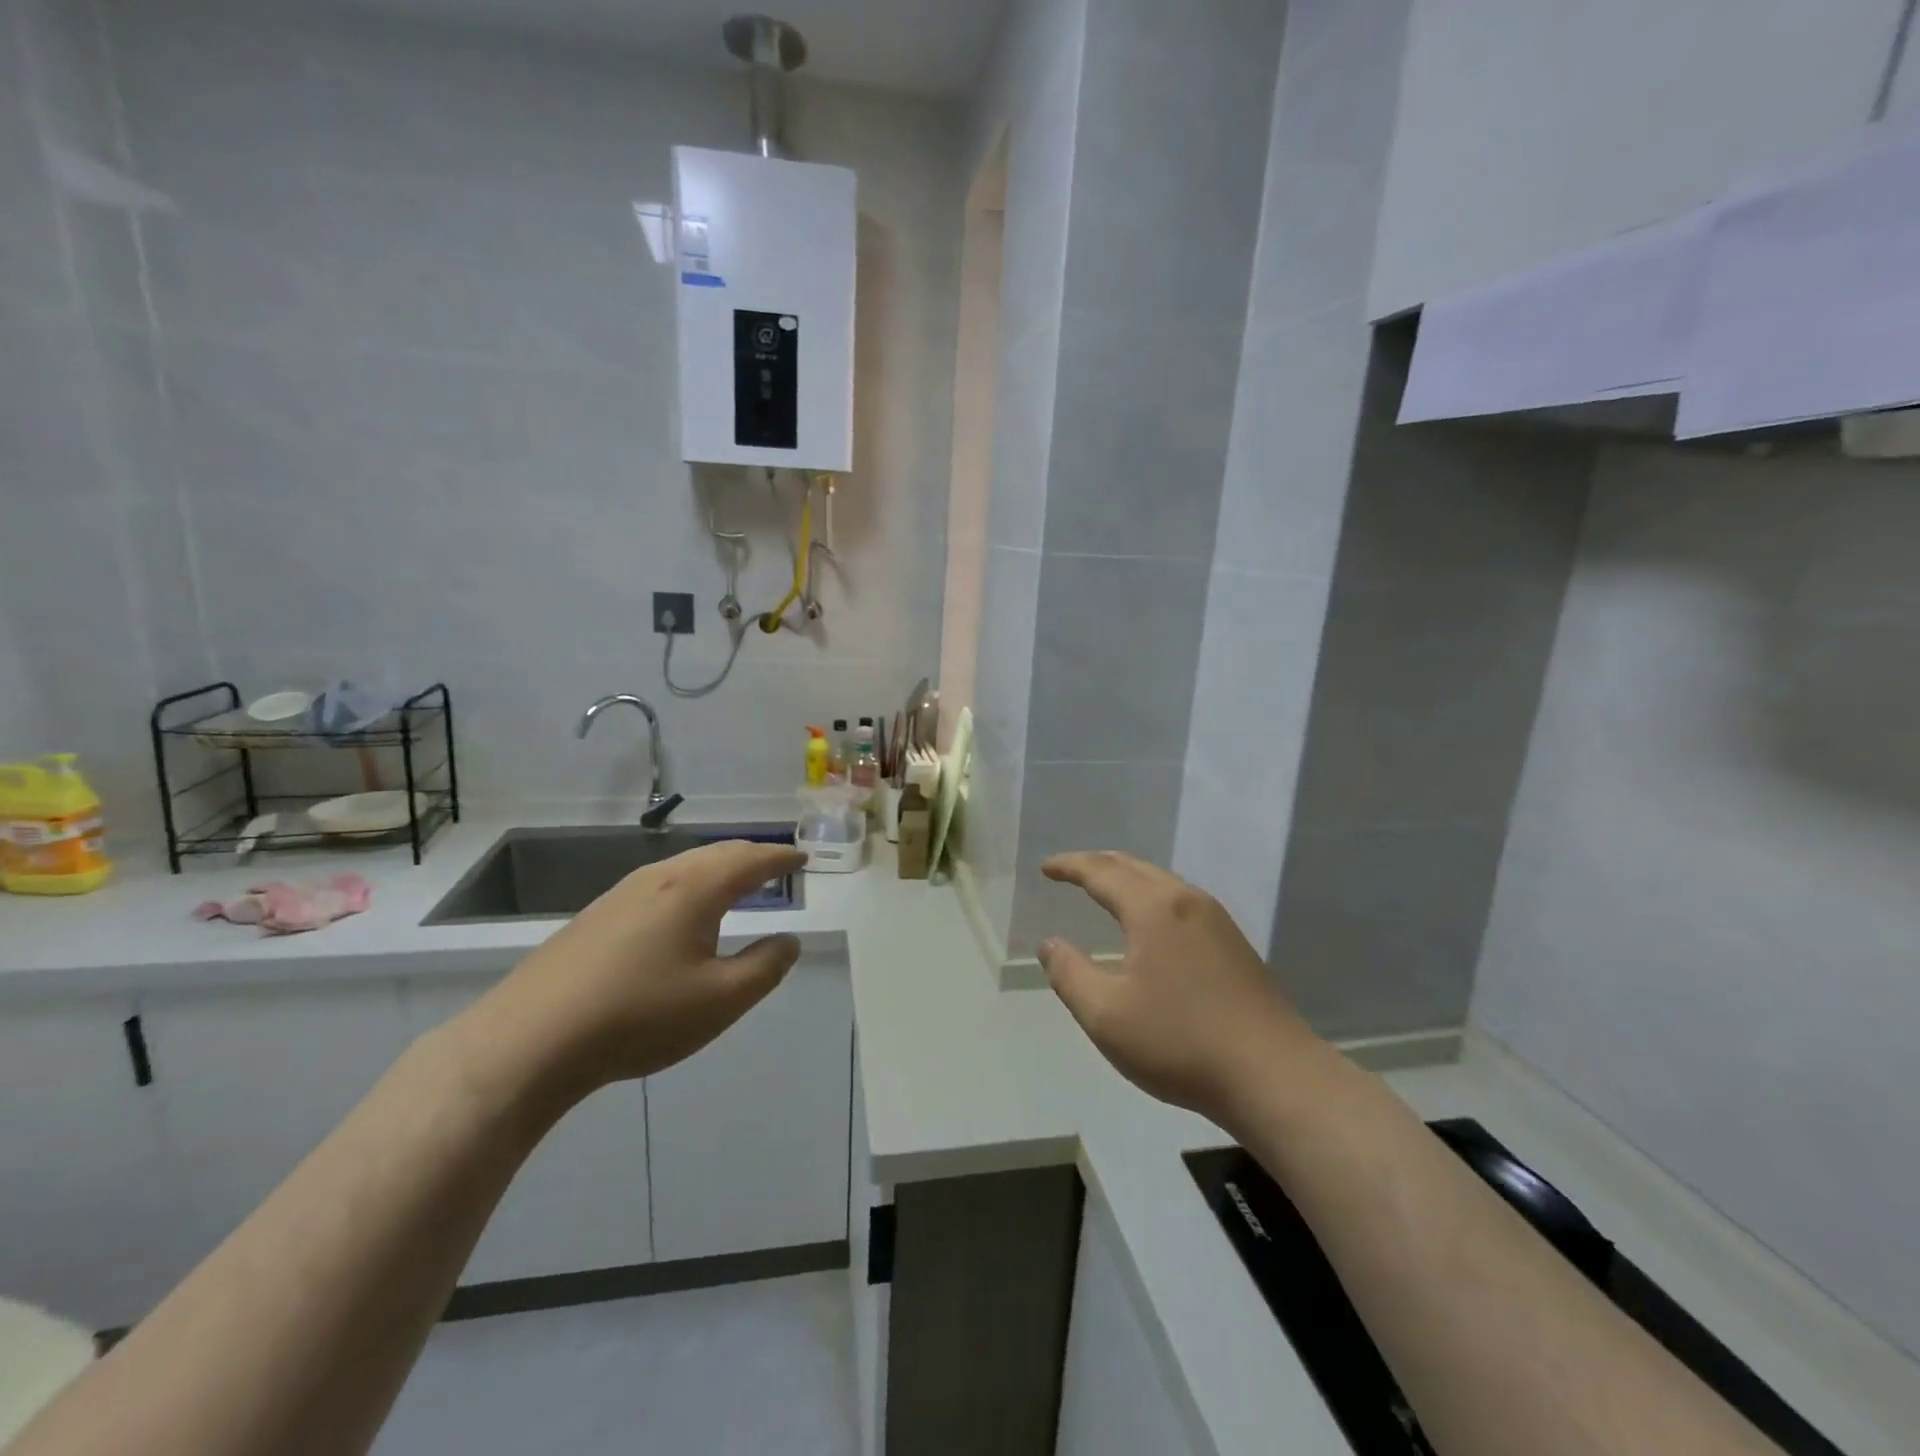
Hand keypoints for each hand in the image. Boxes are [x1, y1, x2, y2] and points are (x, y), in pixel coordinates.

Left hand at [455, 840, 807, 1111]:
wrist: (530, 1040)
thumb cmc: (639, 1015)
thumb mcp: (720, 1000)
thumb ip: (765, 967)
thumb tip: (789, 941)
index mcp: (696, 889)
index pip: (751, 861)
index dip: (781, 859)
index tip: (802, 858)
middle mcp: (660, 878)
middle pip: (717, 854)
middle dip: (751, 856)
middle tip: (776, 865)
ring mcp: (621, 894)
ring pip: (685, 866)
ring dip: (718, 868)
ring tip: (736, 882)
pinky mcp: (595, 916)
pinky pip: (660, 884)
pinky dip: (690, 884)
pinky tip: (681, 911)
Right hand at [1038, 852, 1324, 1124]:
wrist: (1273, 1076)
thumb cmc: (1180, 1042)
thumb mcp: (1106, 1015)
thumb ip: (1069, 974)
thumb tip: (1050, 944)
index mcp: (1153, 909)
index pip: (1101, 872)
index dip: (1069, 867)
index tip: (1045, 868)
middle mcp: (1186, 900)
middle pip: (1133, 866)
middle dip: (1097, 864)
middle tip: (1069, 871)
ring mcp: (1216, 920)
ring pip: (1162, 881)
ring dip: (1127, 878)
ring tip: (1105, 889)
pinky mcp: (1234, 943)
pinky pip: (1181, 900)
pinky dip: (1151, 896)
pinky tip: (1150, 922)